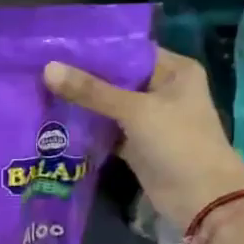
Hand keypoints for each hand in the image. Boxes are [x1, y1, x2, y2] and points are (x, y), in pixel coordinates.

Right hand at [44, 48, 243, 233]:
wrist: (201, 198)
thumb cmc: (177, 142)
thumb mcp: (134, 111)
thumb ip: (91, 91)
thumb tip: (48, 68)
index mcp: (174, 70)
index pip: (129, 50)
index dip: (95, 48)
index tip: (58, 44)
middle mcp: (162, 90)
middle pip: (116, 78)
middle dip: (83, 77)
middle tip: (42, 67)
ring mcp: (149, 119)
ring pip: (109, 105)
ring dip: (82, 103)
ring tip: (42, 89)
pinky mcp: (137, 145)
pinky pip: (107, 130)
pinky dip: (88, 128)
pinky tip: (57, 120)